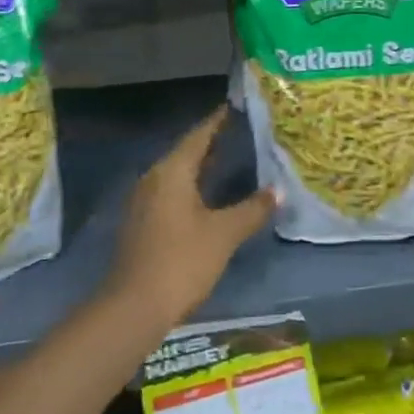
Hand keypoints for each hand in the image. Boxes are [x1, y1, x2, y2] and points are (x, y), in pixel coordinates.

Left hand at [109, 106, 279, 325]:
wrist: (134, 307)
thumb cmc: (182, 261)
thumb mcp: (224, 234)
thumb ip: (252, 209)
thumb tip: (278, 191)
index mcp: (171, 171)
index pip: (199, 135)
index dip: (218, 121)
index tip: (237, 105)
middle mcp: (153, 178)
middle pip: (186, 152)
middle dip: (213, 142)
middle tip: (242, 130)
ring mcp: (144, 202)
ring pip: (178, 173)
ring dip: (202, 165)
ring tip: (231, 157)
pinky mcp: (142, 223)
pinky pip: (171, 192)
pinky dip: (192, 186)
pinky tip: (210, 195)